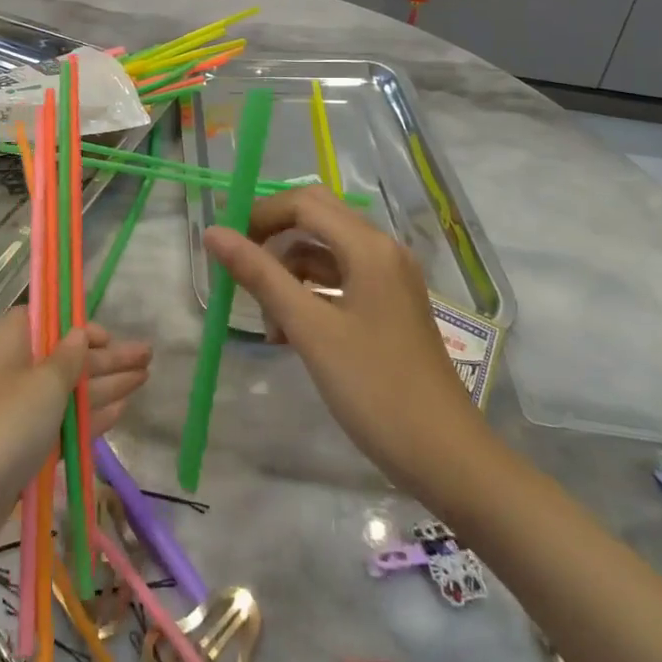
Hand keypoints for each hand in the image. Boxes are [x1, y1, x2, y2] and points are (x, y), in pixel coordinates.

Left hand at [0, 308, 150, 588]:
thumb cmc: (1, 426)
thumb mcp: (43, 384)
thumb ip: (68, 359)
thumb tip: (80, 333)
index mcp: (12, 342)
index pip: (50, 322)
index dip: (82, 328)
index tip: (113, 337)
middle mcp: (13, 373)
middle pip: (66, 359)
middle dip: (107, 358)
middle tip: (149, 357)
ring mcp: (17, 416)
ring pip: (68, 395)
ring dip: (105, 387)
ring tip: (143, 380)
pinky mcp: (22, 455)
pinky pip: (64, 427)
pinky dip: (91, 419)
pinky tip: (120, 413)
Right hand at [203, 187, 486, 493]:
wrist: (448, 458)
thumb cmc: (374, 388)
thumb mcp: (309, 329)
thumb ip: (260, 276)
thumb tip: (214, 234)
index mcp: (369, 247)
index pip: (303, 203)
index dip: (259, 214)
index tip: (223, 242)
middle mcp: (382, 251)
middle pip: (315, 219)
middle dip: (272, 238)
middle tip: (238, 267)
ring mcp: (388, 279)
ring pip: (324, 252)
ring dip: (288, 273)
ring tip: (267, 322)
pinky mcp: (388, 306)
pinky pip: (339, 280)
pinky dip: (309, 294)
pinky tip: (290, 333)